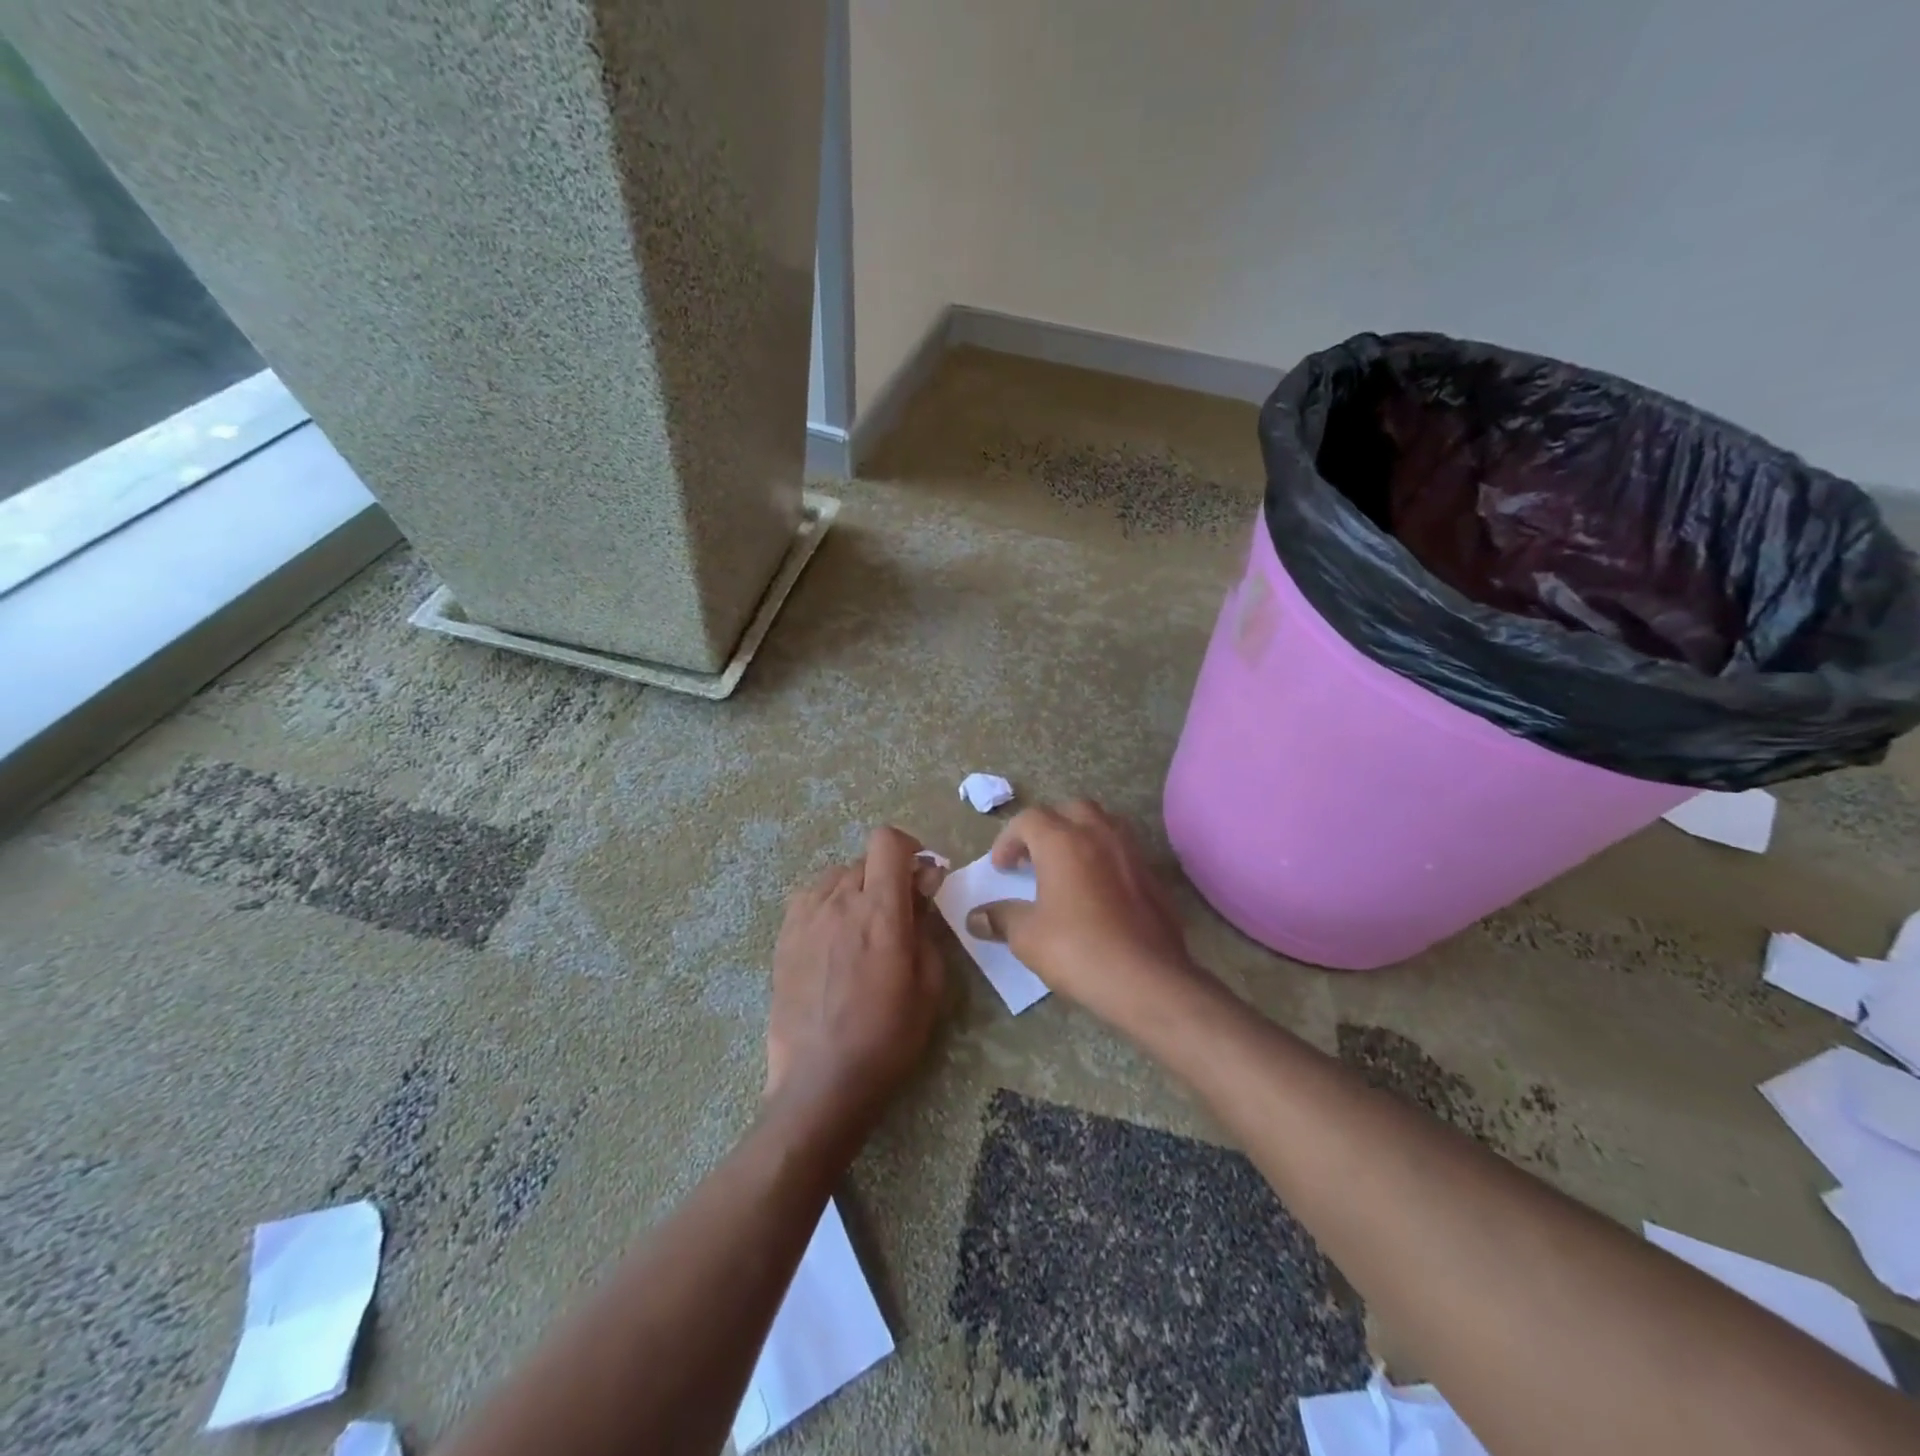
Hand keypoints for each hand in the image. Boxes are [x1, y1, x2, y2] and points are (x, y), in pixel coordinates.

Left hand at [765, 827, 946, 1127]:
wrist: (821, 1080)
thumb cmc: (887, 1036)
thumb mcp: (929, 984)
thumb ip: (926, 925)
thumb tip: (922, 887)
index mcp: (879, 910)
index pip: (887, 841)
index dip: (909, 847)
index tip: (921, 876)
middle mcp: (838, 901)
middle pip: (865, 860)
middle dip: (888, 876)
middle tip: (900, 913)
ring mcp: (805, 917)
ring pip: (837, 877)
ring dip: (858, 889)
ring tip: (864, 928)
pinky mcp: (784, 937)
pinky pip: (811, 898)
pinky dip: (829, 905)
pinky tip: (834, 939)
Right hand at [965, 800, 1209, 1029]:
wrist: (1147, 979)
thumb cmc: (1078, 950)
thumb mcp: (1027, 937)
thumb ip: (1001, 918)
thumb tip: (976, 917)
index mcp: (1062, 842)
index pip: (1028, 819)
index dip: (1008, 839)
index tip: (1001, 868)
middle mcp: (1099, 834)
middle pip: (1069, 810)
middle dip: (1047, 827)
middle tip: (1034, 857)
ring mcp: (1131, 852)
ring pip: (1103, 823)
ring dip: (1080, 835)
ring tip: (1067, 866)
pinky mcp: (1152, 875)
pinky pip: (1123, 850)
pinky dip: (1104, 857)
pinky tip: (1097, 889)